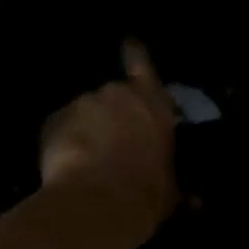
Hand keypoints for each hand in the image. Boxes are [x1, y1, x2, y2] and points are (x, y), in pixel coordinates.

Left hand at [39, 40, 177, 243]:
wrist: (97, 204)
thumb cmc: (146, 193)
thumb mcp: (171, 191)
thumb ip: (176, 182)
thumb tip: (196, 201)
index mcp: (152, 103)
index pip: (142, 64)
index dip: (136, 54)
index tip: (129, 44)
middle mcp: (116, 94)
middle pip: (113, 96)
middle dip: (112, 114)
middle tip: (114, 142)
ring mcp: (80, 105)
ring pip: (84, 113)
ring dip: (87, 129)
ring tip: (88, 159)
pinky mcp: (52, 122)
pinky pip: (61, 129)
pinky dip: (65, 143)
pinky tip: (68, 166)